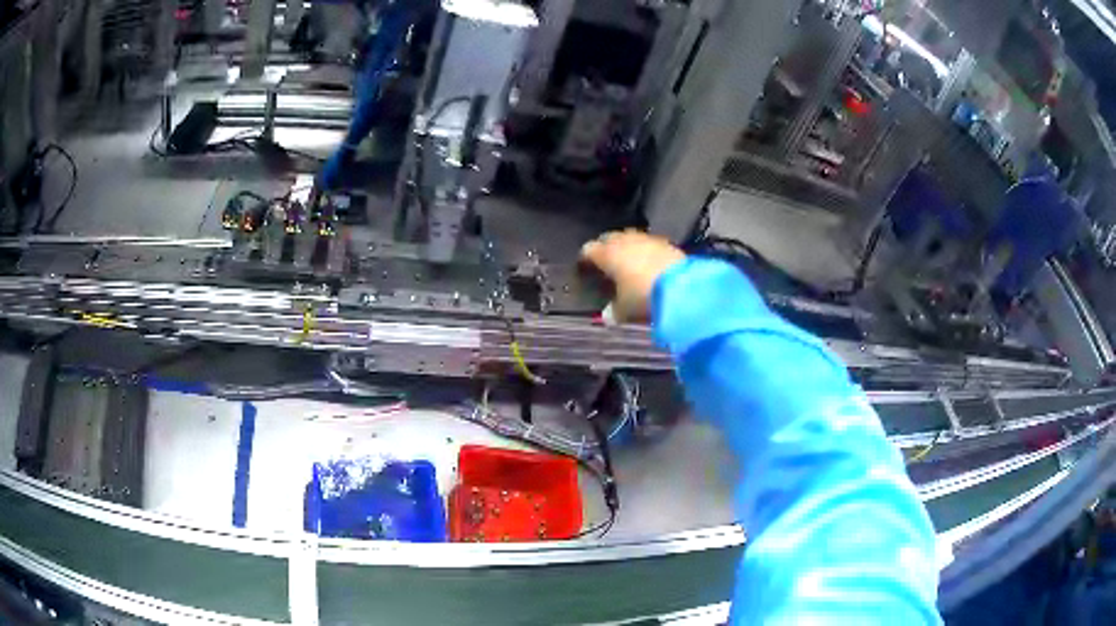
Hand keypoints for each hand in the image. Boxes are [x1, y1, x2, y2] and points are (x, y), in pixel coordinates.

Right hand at [580, 230, 685, 321]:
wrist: (682, 289)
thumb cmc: (642, 298)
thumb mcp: (623, 311)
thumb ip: (613, 311)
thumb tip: (607, 314)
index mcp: (607, 254)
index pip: (588, 250)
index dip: (585, 259)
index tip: (585, 268)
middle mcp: (625, 241)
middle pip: (609, 238)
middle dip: (606, 248)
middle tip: (606, 262)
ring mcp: (647, 239)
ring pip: (630, 238)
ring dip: (627, 247)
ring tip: (628, 262)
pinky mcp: (667, 243)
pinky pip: (649, 244)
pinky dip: (646, 251)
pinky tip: (649, 263)